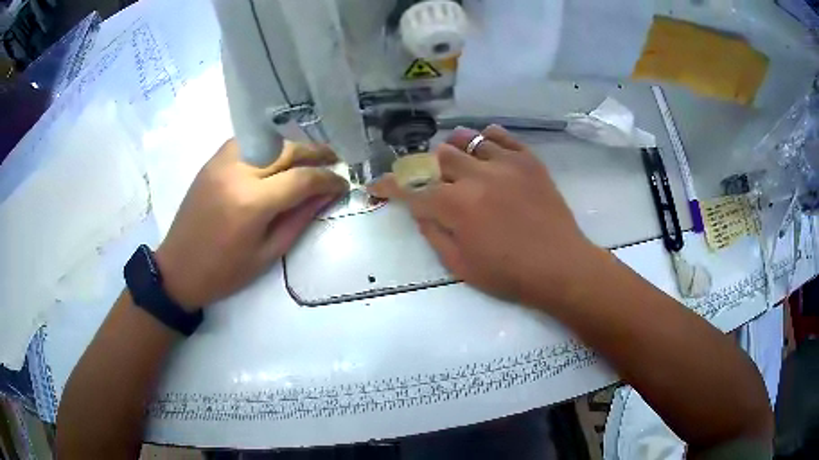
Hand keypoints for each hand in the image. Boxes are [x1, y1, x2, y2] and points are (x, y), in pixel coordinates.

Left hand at [155, 139, 347, 310]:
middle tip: (334, 163)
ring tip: (309, 159)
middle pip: (288, 149)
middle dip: (316, 153)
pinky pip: (249, 142)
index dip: (328, 179)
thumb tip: (326, 194)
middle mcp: (238, 172)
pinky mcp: (213, 161)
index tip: (343, 184)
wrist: (178, 269)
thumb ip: (300, 219)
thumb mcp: (268, 253)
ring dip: (294, 147)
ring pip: (269, 140)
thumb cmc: (224, 272)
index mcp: (252, 203)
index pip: (302, 178)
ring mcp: (222, 162)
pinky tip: (276, 159)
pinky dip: (268, 146)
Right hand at [370, 125, 600, 308]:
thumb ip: (434, 235)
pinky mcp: (528, 160)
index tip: (376, 186)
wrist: (561, 267)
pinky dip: (486, 139)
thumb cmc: (509, 275)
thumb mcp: (460, 266)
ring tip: (458, 163)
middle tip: (436, 184)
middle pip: (439, 157)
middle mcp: (477, 176)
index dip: (389, 188)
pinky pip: (500, 136)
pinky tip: (485, 148)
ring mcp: (505, 163)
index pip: (412, 191)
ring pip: (467, 140)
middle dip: (429, 170)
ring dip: (455, 150)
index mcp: (456, 206)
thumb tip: (421, 212)